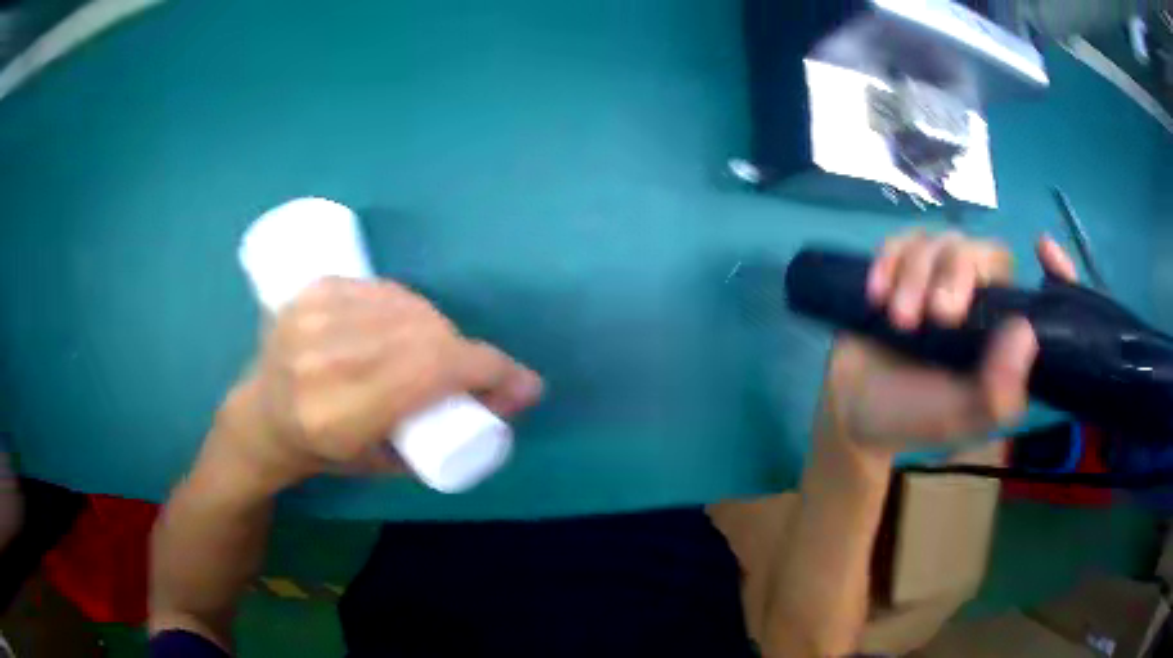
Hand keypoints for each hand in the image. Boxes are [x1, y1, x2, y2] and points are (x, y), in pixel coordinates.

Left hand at [209, 278, 542, 492]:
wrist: (262, 418)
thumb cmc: (326, 454)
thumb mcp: (390, 464)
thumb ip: (452, 433)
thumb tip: (520, 395)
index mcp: (337, 416)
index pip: (430, 370)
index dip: (488, 369)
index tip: (521, 383)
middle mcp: (321, 361)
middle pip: (423, 334)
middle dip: (465, 353)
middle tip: (472, 374)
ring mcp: (311, 319)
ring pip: (407, 307)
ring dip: (439, 329)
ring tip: (437, 353)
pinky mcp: (310, 293)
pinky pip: (382, 289)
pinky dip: (409, 306)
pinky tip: (407, 324)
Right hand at [822, 231, 1077, 452]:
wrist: (853, 408)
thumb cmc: (914, 416)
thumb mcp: (960, 418)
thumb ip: (996, 391)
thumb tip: (1026, 332)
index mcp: (1000, 334)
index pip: (1035, 293)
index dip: (1052, 270)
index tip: (1044, 248)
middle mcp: (977, 299)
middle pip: (982, 251)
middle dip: (957, 274)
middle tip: (937, 316)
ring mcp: (937, 279)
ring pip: (940, 241)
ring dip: (916, 276)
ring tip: (898, 320)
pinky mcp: (901, 269)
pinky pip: (901, 240)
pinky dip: (889, 261)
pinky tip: (877, 294)